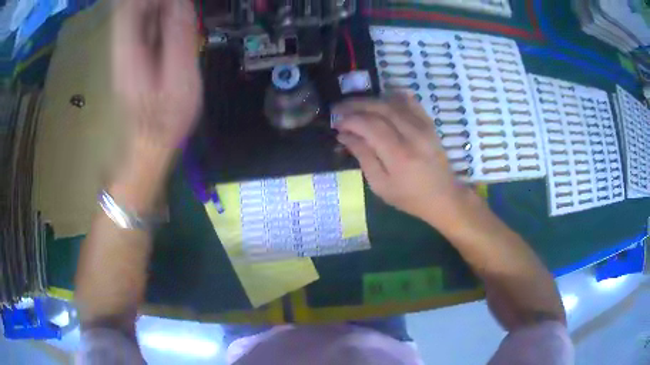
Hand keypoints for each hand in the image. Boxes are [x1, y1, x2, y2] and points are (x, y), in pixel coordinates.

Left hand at [112, 0, 200, 151]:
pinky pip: (138, 26)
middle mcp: (120, 47)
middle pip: (128, 8)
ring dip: (155, 7)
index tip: (175, 1)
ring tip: (177, 11)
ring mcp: (123, 52)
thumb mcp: (180, 76)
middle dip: (154, 2)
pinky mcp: (130, 57)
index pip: (128, 7)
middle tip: (177, 6)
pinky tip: (170, 22)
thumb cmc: (167, 116)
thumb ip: (178, 36)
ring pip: (132, 15)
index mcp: (129, 50)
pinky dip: (154, 16)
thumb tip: (180, 2)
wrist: (151, 141)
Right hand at [333, 94, 468, 225]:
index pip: (370, 125)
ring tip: (355, 106)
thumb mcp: (380, 185)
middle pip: (380, 108)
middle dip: (356, 105)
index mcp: (399, 154)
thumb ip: (363, 157)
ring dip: (371, 101)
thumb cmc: (409, 197)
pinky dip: (393, 97)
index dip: (350, 120)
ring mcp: (423, 126)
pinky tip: (381, 100)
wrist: (443, 196)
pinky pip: (410, 102)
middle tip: (339, 109)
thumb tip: (344, 135)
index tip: (336, 123)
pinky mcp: (429, 124)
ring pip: (393, 102)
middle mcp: (412, 134)